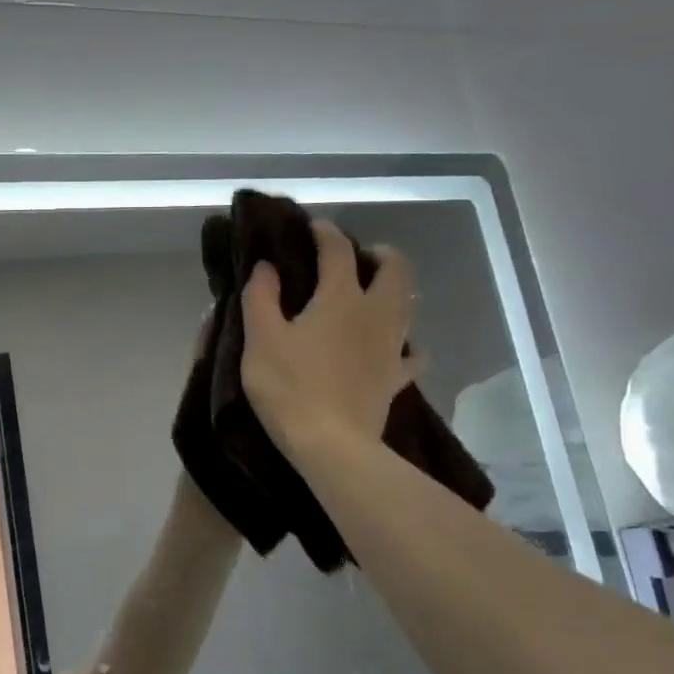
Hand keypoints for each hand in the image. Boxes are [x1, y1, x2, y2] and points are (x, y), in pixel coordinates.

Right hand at [240, 220, 422, 455]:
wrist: (332, 445)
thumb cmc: (290, 388)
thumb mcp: (261, 340)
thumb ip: (261, 297)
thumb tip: (266, 267)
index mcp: (340, 297)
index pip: (338, 250)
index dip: (326, 233)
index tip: (313, 227)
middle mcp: (375, 313)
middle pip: (396, 268)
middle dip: (380, 254)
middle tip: (360, 257)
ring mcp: (392, 347)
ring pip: (408, 306)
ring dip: (395, 291)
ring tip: (373, 295)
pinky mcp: (397, 378)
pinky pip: (412, 354)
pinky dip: (406, 344)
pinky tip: (394, 348)